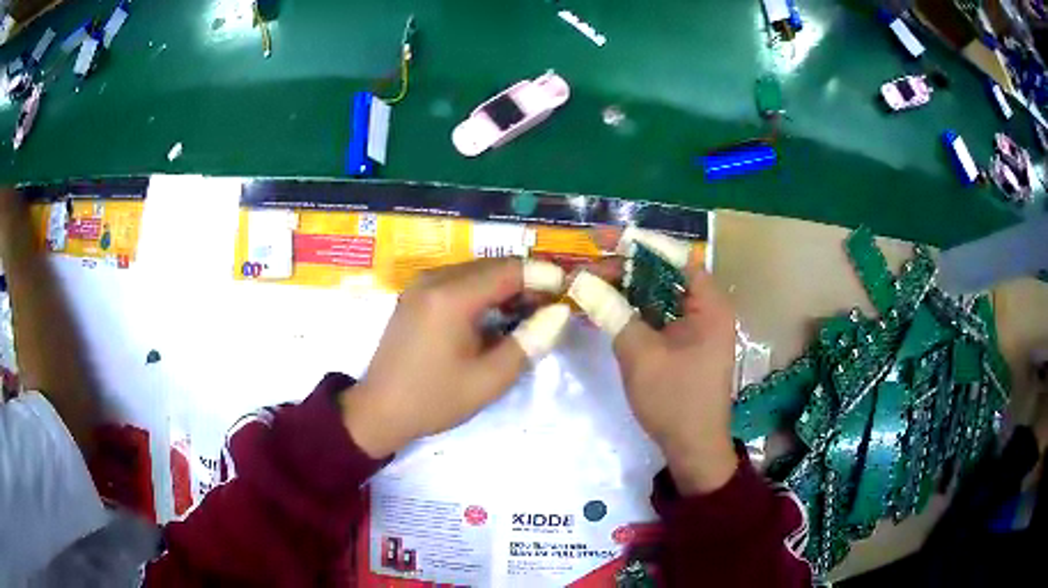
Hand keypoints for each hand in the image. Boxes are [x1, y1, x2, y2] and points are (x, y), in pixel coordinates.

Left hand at [342, 258, 568, 458]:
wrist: (379, 410)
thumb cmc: (434, 399)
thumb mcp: (489, 380)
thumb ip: (529, 342)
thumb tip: (560, 313)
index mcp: (451, 297)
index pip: (508, 269)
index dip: (543, 274)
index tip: (568, 288)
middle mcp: (434, 279)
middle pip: (492, 265)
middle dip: (526, 279)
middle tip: (552, 304)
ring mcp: (421, 284)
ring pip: (475, 270)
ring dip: (505, 284)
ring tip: (529, 311)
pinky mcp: (415, 295)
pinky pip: (457, 280)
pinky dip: (482, 290)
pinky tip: (495, 314)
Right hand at [572, 233, 738, 493]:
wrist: (693, 448)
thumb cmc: (675, 402)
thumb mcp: (641, 356)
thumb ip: (613, 313)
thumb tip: (581, 280)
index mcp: (710, 305)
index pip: (675, 257)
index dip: (639, 244)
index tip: (603, 239)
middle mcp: (707, 308)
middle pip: (665, 274)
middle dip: (626, 268)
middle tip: (587, 269)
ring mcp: (696, 326)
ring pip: (658, 294)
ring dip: (626, 288)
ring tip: (589, 283)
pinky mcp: (684, 342)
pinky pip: (657, 315)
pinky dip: (633, 309)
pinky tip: (606, 307)